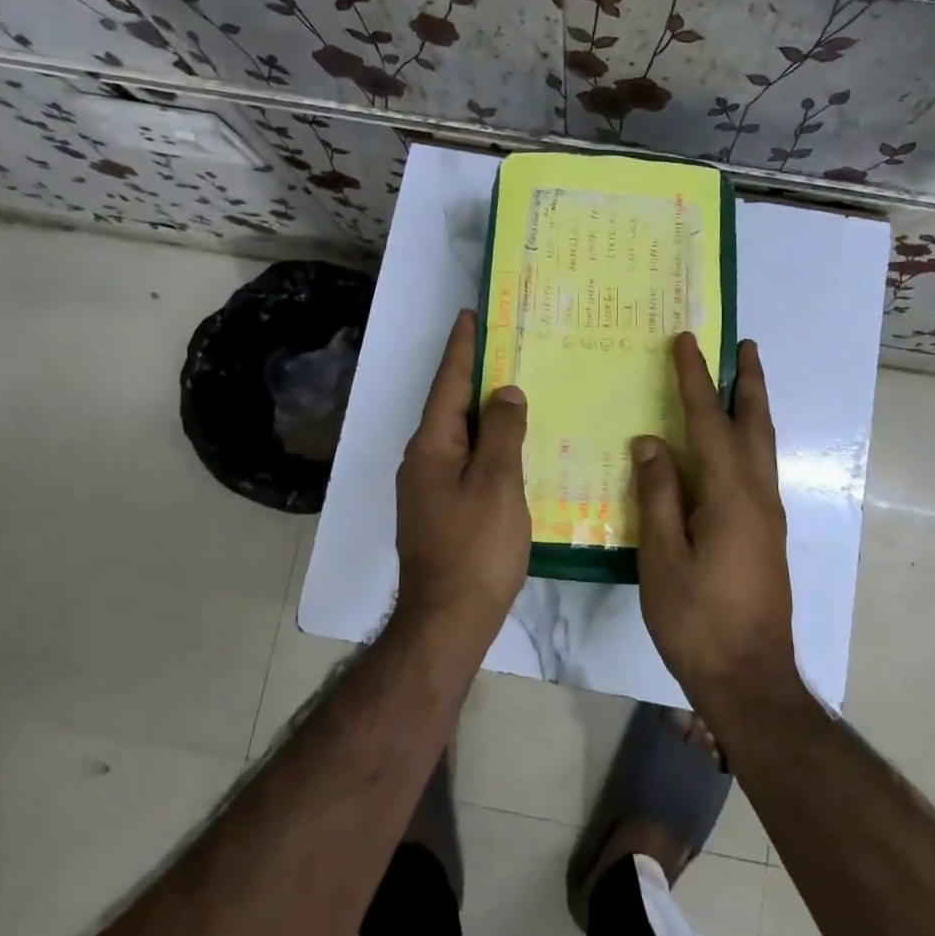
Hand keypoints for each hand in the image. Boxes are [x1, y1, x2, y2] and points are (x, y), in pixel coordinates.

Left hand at [394, 309, 531, 640]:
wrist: (446, 620)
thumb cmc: (476, 548)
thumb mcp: (498, 484)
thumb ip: (503, 433)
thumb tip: (506, 393)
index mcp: (432, 446)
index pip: (449, 383)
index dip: (463, 348)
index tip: (472, 315)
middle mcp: (422, 459)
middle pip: (450, 405)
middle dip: (474, 374)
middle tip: (504, 346)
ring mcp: (427, 487)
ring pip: (458, 434)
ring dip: (481, 410)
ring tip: (512, 389)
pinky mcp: (438, 509)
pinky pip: (463, 460)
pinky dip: (485, 442)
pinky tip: (509, 446)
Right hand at [632, 334, 796, 706]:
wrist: (750, 680)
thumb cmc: (698, 620)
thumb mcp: (663, 559)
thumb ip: (658, 495)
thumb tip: (651, 442)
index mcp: (732, 496)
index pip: (710, 422)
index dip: (695, 380)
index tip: (686, 342)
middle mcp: (759, 496)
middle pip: (755, 425)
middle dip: (749, 382)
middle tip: (746, 344)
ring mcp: (768, 516)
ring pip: (763, 446)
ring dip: (753, 407)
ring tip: (742, 380)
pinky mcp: (767, 535)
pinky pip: (758, 469)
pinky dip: (748, 439)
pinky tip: (732, 447)